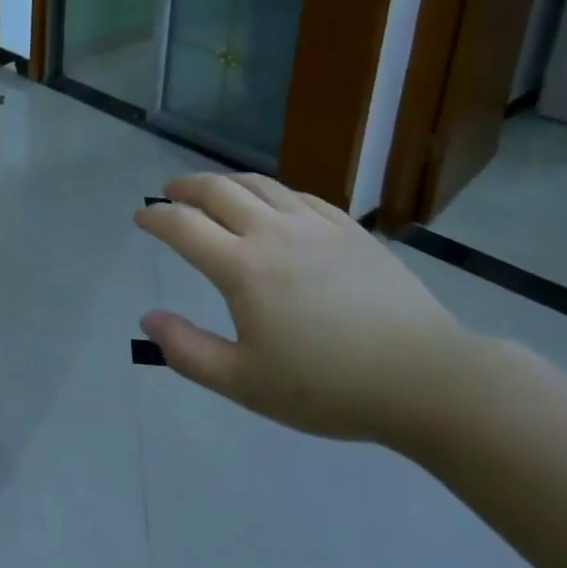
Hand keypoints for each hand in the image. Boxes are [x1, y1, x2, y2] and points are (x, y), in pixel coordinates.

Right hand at [135, 174, 470, 443]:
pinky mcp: (350, 230)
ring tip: (213, 189)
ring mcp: (315, 226)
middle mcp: (272, 232)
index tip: (141, 218)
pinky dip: (272, 192)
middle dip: (185, 187)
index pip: (183, 226)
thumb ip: (188, 351)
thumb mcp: (246, 383)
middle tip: (169, 193)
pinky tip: (273, 203)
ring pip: (259, 185)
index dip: (156, 218)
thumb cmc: (329, 386)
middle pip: (217, 190)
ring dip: (226, 181)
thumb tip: (148, 318)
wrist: (425, 379)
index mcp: (242, 267)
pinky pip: (300, 195)